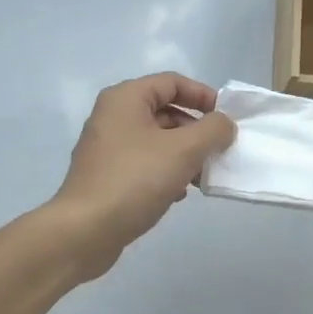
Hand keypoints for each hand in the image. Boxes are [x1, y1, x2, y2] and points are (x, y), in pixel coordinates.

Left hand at [49, 73, 236, 279]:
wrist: (85, 231)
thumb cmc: (135, 179)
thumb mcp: (184, 150)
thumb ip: (212, 130)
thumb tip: (224, 124)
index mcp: (126, 98)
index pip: (172, 82)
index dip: (203, 96)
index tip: (227, 118)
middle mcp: (113, 116)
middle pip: (165, 111)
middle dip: (196, 130)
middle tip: (219, 151)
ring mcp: (107, 147)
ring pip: (157, 140)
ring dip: (185, 154)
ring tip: (203, 176)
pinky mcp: (107, 175)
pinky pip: (145, 163)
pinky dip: (166, 172)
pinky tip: (179, 193)